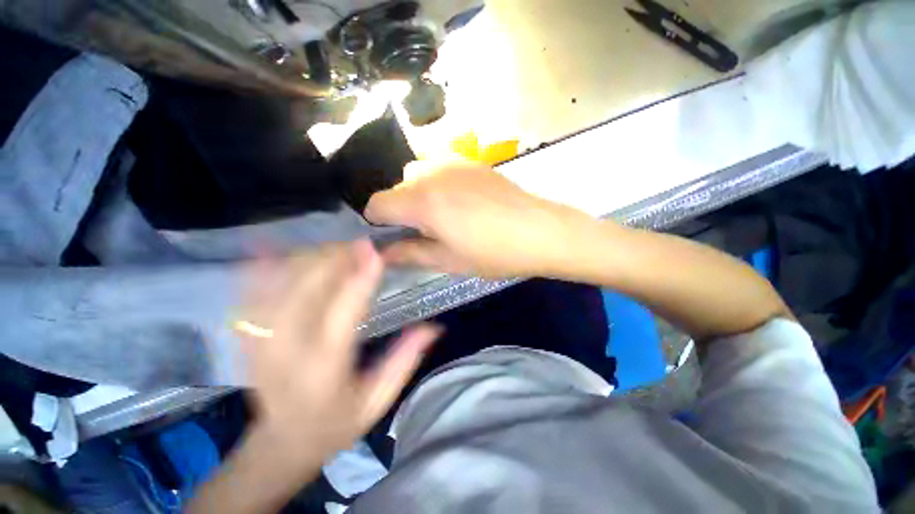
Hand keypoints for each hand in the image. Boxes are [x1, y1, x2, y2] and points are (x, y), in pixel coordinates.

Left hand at [238, 240, 440, 468]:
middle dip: (334, 259)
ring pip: (278, 286)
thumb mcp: (378, 400)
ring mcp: (260, 342)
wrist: (281, 445)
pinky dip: (258, 267)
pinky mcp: (247, 338)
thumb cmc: (336, 424)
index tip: (375, 251)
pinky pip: (248, 295)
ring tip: (333, 247)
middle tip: (359, 245)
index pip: (345, 313)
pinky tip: (269, 246)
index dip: (361, 278)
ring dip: (306, 259)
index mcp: (325, 368)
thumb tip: (434, 327)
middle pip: (307, 290)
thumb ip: (405, 360)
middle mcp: (288, 350)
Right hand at [365, 161, 597, 277]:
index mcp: (422, 201)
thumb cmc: (493, 252)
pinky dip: (438, 184)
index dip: (378, 224)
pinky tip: (462, 202)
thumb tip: (382, 253)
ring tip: (445, 216)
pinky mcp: (470, 161)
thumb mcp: (448, 260)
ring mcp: (452, 162)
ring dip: (420, 195)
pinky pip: (439, 168)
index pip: (377, 204)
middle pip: (397, 188)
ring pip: (417, 175)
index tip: (394, 239)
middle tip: (427, 232)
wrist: (541, 230)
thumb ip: (409, 254)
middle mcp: (431, 173)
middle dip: (402, 211)